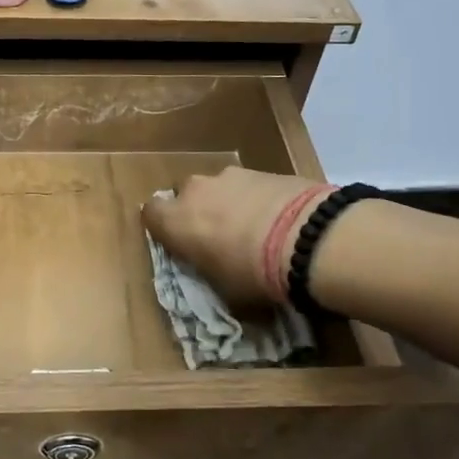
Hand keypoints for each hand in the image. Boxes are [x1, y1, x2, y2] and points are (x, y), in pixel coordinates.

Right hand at [143, 167, 328, 308]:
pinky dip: (257, 199)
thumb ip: (208, 272)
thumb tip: (214, 272)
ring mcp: (231, 176)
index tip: (178, 242)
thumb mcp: (223, 289)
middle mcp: (196, 191)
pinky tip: (278, 220)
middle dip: (197, 210)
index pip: (151, 214)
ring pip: (219, 187)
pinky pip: (250, 185)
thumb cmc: (252, 272)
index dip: (164, 227)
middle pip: (186, 195)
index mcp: (176, 220)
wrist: (307, 238)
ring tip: (254, 228)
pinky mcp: (264, 170)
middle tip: (218, 235)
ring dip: (229, 203)